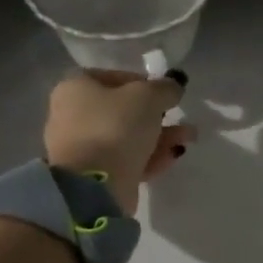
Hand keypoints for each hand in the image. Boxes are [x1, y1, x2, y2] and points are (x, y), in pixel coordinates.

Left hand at [43, 71, 196, 215]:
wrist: (94, 185)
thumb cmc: (115, 127)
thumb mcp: (148, 97)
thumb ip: (165, 88)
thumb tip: (174, 86)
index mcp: (76, 86)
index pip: (115, 77)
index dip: (145, 83)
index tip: (167, 93)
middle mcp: (74, 114)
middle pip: (123, 109)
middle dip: (158, 114)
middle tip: (181, 117)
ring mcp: (83, 147)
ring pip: (128, 136)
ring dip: (161, 136)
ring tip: (188, 138)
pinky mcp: (96, 174)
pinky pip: (127, 159)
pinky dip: (151, 156)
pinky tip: (173, 156)